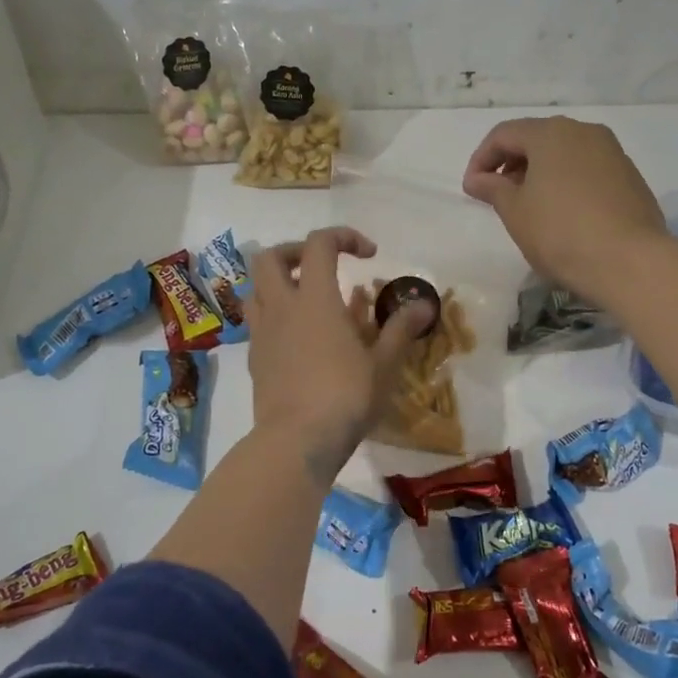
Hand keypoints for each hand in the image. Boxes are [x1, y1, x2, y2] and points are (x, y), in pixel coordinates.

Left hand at [247, 227, 434, 480]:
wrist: (296, 442)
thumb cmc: (345, 397)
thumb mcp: (383, 364)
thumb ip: (400, 329)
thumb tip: (423, 304)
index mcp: (315, 299)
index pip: (319, 244)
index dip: (343, 236)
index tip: (368, 255)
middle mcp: (282, 307)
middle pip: (269, 257)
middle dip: (295, 251)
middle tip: (322, 266)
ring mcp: (262, 333)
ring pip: (255, 288)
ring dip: (277, 282)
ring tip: (305, 298)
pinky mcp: (254, 358)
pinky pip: (257, 321)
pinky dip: (275, 315)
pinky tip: (298, 337)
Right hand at [463, 116, 667, 306]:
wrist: (629, 262)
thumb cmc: (560, 233)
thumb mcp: (515, 212)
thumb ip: (493, 189)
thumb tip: (477, 179)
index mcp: (551, 133)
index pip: (504, 134)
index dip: (481, 159)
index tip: (472, 189)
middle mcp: (584, 131)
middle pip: (537, 138)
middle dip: (511, 164)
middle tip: (497, 196)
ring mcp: (612, 152)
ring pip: (564, 153)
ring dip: (540, 173)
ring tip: (529, 206)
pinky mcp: (630, 176)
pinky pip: (587, 170)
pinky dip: (566, 182)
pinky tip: (562, 213)